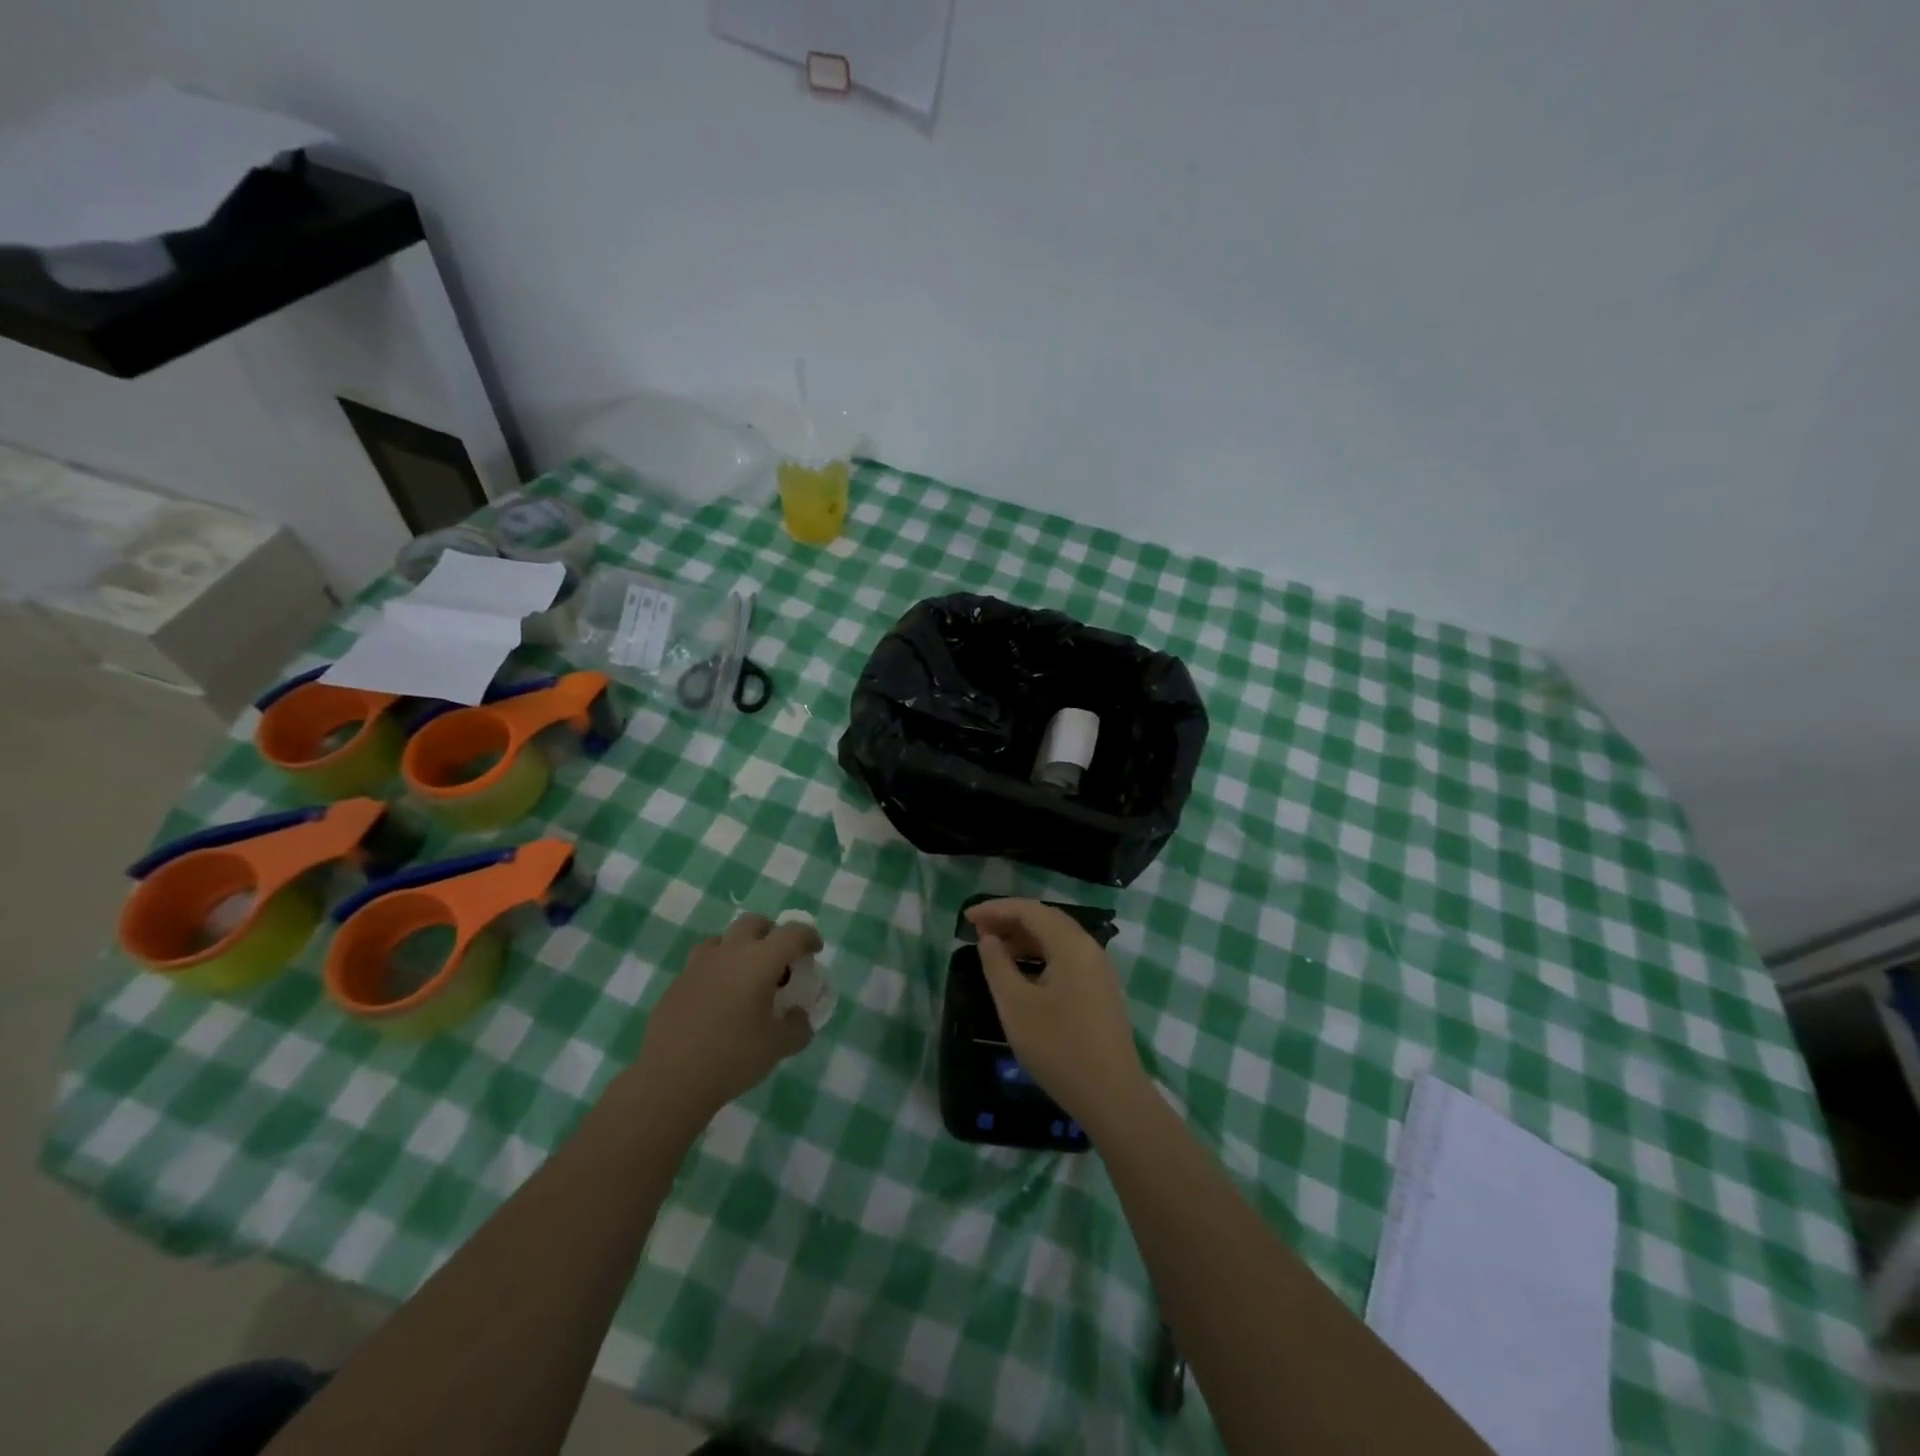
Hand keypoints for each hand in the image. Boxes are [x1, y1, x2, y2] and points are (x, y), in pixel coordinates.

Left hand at [632, 913, 820, 1126]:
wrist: (671, 1079)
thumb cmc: (733, 1057)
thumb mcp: (779, 1046)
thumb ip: (797, 1027)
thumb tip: (798, 1017)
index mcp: (759, 961)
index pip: (792, 933)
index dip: (808, 937)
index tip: (815, 950)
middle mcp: (729, 953)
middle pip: (753, 923)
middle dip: (771, 933)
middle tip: (779, 959)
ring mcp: (698, 966)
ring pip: (722, 939)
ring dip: (738, 948)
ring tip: (744, 976)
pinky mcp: (676, 985)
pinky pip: (701, 964)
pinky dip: (715, 971)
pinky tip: (717, 1000)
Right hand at [966, 898, 1149, 1128]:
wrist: (1111, 1096)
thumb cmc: (1058, 1048)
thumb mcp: (1016, 1006)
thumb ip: (997, 965)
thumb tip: (988, 939)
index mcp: (1071, 945)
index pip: (1030, 910)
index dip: (996, 908)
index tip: (966, 917)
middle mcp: (1089, 948)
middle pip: (1046, 919)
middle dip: (1010, 919)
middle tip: (977, 929)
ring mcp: (1098, 970)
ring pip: (1057, 939)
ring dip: (1024, 937)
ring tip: (993, 948)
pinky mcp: (1099, 990)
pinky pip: (1065, 957)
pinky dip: (1039, 955)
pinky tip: (1021, 971)